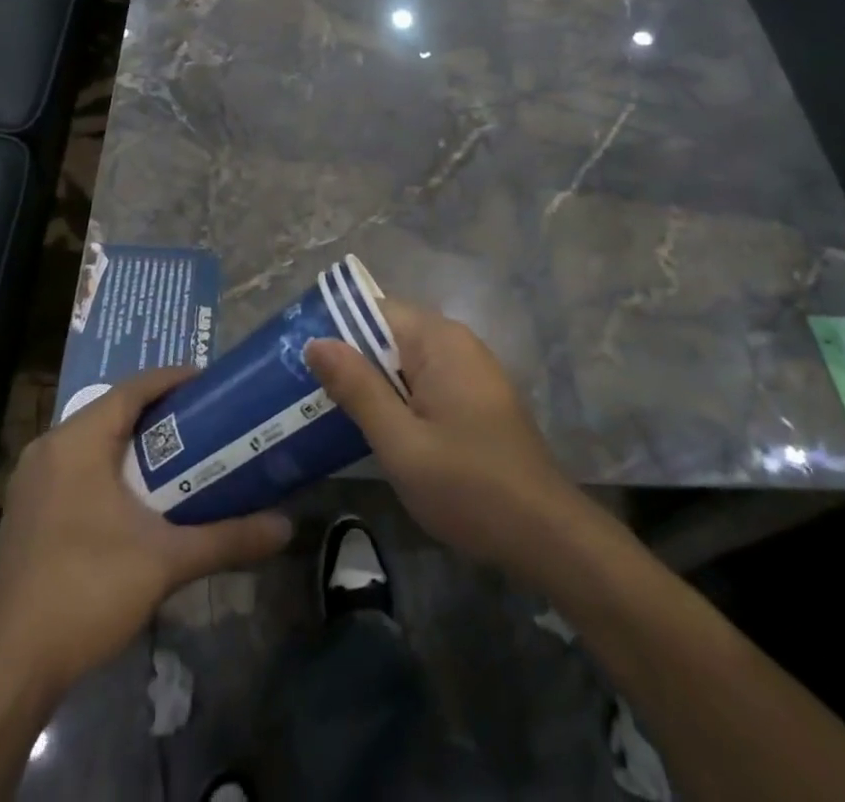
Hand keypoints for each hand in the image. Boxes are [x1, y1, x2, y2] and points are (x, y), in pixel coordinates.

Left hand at [0, 367, 292, 700]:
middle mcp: (48, 449)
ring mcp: (30, 482)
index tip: (212, 384)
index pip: (132, 389)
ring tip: (179, 454)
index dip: (174, 380)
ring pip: (91, 442)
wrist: (8, 670)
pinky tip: (135, 498)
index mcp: (77, 441)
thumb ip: (227, 538)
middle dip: (158, 413)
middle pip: (111, 411)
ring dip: (132, 443)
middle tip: (205, 421)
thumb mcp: (166, 561)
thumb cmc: (88, 591)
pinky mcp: (25, 513)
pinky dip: (108, 468)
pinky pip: (74, 469)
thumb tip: (286, 527)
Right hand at [305, 300, 583, 581]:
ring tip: (327, 408)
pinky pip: (423, 381)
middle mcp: (456, 342)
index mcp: (439, 340)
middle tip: (304, 389)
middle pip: (389, 333)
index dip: (335, 328)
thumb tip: (316, 342)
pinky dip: (396, 397)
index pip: (375, 309)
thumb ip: (358, 388)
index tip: (298, 356)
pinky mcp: (474, 398)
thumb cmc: (468, 487)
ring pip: (404, 361)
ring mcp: (469, 370)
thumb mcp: (400, 442)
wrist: (546, 536)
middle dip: (350, 358)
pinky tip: (373, 427)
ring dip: (371, 381)